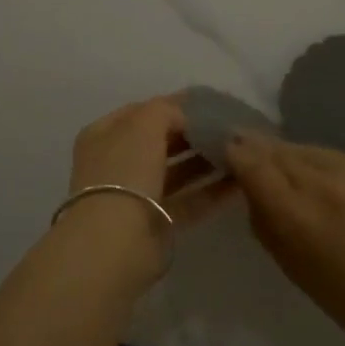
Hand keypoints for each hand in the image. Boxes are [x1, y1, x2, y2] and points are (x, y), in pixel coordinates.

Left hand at [57, 95, 233, 289]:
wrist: (116, 241)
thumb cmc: (125, 170)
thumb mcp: (144, 124)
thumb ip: (167, 110)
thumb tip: (187, 116)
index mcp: (104, 135)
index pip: (143, 112)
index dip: (173, 105)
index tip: (209, 103)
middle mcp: (118, 163)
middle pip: (160, 141)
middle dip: (192, 133)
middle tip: (228, 127)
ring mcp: (137, 195)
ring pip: (176, 171)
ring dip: (205, 161)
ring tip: (238, 151)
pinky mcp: (157, 223)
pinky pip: (189, 200)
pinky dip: (212, 191)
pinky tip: (240, 181)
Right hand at [225, 135, 344, 345]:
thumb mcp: (289, 264)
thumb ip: (264, 219)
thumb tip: (252, 188)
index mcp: (295, 212)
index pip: (252, 162)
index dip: (236, 152)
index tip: (227, 148)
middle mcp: (322, 180)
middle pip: (279, 150)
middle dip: (261, 150)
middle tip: (249, 149)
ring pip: (310, 149)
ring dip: (295, 157)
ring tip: (292, 170)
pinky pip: (341, 158)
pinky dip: (330, 168)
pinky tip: (335, 186)